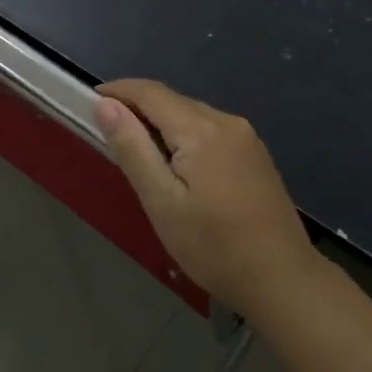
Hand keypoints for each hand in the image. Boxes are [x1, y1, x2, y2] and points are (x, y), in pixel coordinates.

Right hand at [93, 79, 315, 309]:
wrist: (282, 279)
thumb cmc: (213, 246)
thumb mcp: (162, 202)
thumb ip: (133, 148)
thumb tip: (106, 105)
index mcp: (201, 129)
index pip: (150, 92)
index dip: (117, 91)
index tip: (90, 103)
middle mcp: (226, 121)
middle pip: (172, 101)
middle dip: (137, 109)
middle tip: (109, 137)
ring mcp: (246, 137)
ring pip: (191, 116)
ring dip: (161, 124)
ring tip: (138, 155)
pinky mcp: (255, 155)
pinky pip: (209, 131)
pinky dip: (184, 137)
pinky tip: (177, 168)